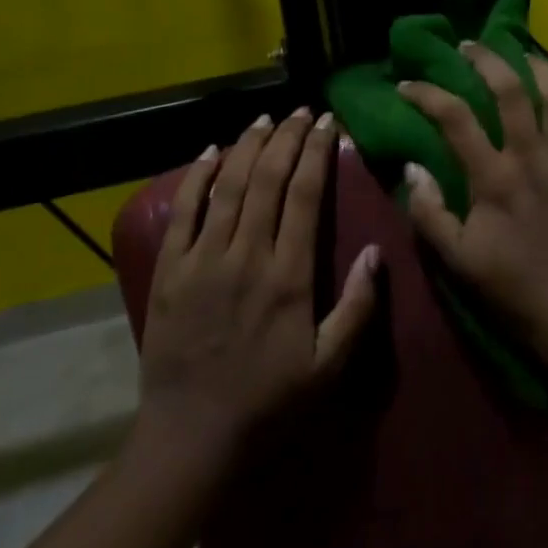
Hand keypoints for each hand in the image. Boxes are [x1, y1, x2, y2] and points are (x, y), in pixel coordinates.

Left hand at [136, 108, 380, 457]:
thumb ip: (358, 307)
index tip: (326, 124)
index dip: (316, 153)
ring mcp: (203, 260)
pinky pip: (183, 212)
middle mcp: (246, 256)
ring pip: (227, 186)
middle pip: (266, 179)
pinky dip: (196, 177)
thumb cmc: (269, 401)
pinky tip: (210, 151)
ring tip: (264, 119)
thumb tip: (377, 251)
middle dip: (285, 138)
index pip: (304, 196)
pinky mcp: (170, 271)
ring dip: (246, 146)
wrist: (193, 436)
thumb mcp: (329, 366)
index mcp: (288, 276)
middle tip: (300, 111)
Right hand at [399, 45, 547, 372]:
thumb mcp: (457, 261)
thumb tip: (413, 166)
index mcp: (494, 178)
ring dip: (539, 68)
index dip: (426, 94)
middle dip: (486, 60)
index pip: (454, 118)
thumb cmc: (514, 292)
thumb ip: (429, 212)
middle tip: (470, 46)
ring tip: (523, 54)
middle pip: (510, 90)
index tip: (407, 85)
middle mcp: (533, 157)